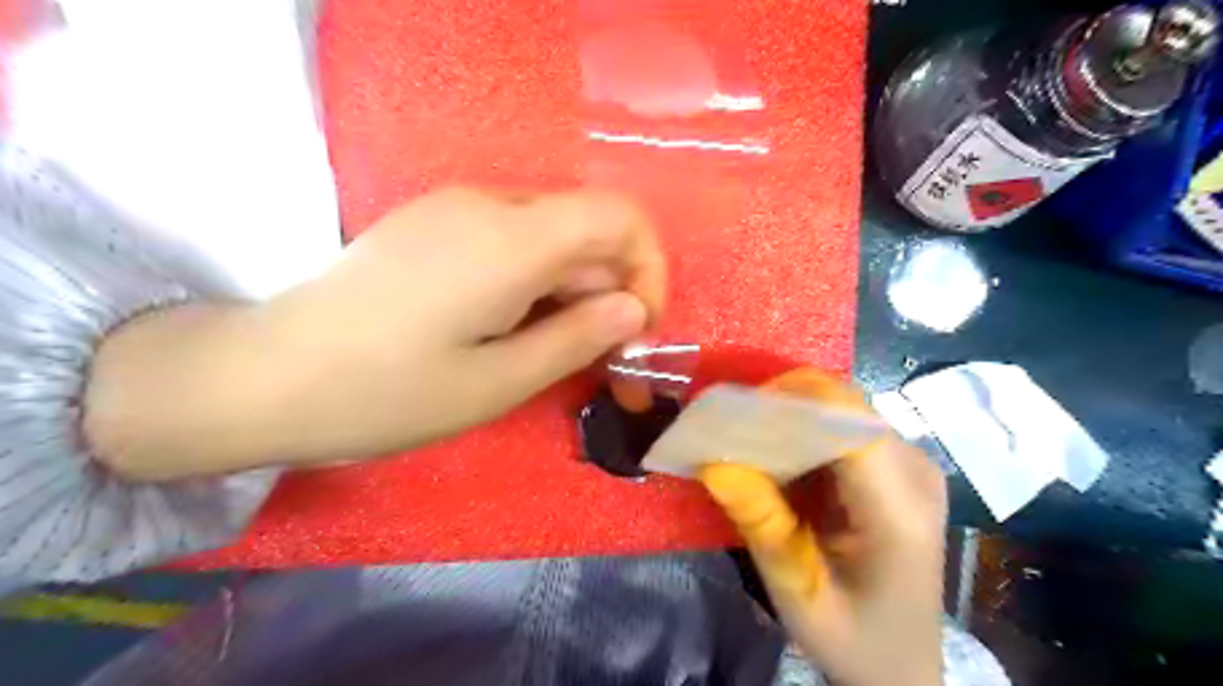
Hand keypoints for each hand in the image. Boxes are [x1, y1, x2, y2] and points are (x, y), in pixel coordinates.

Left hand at [84, 185, 666, 476]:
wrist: (264, 375)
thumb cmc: (386, 393)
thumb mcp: (498, 382)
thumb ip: (578, 338)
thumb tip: (634, 310)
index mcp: (510, 239)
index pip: (620, 216)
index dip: (648, 267)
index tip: (637, 328)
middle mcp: (488, 204)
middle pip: (588, 229)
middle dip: (612, 290)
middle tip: (604, 360)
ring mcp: (455, 209)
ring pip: (553, 236)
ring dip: (574, 290)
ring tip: (555, 351)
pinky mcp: (435, 224)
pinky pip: (514, 239)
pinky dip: (537, 281)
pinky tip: (511, 327)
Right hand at [697, 369, 944, 684]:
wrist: (904, 664)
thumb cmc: (855, 639)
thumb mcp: (798, 594)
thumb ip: (761, 525)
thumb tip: (713, 462)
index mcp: (900, 509)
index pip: (850, 423)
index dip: (791, 402)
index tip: (733, 415)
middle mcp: (914, 471)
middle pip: (843, 407)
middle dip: (781, 407)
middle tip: (730, 430)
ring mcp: (910, 464)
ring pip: (840, 410)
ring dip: (788, 418)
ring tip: (745, 444)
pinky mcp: (896, 465)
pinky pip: (842, 427)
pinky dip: (802, 434)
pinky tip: (777, 461)